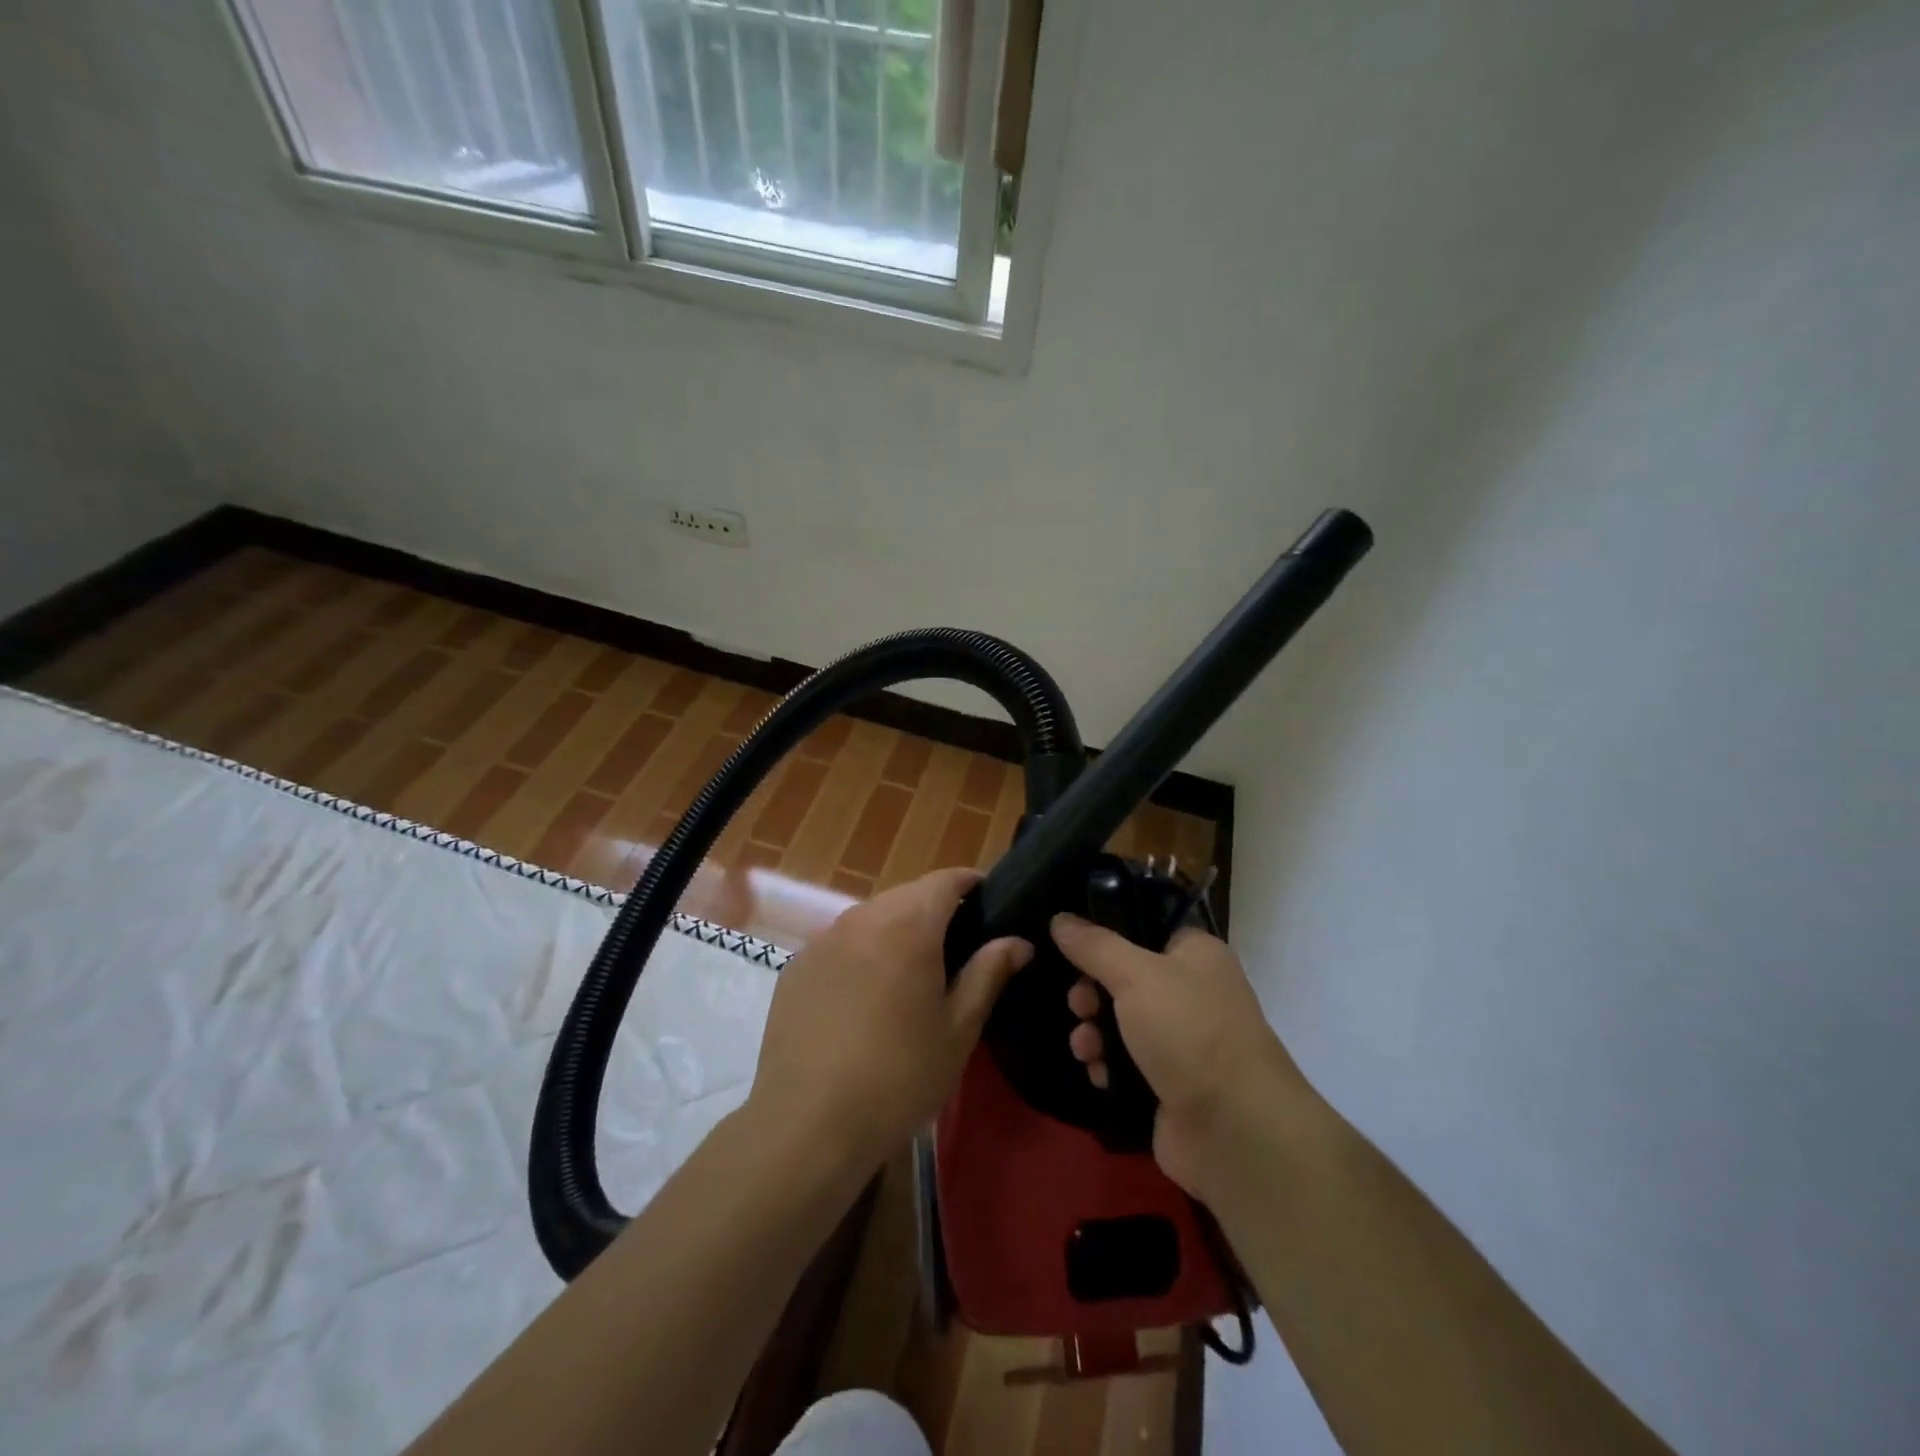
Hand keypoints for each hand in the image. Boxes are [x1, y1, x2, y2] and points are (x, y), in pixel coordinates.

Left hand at [749, 868, 1031, 1174]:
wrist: (807, 1122)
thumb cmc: (899, 1075)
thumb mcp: (958, 1028)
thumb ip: (989, 973)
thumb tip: (1018, 941)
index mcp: (908, 925)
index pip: (945, 880)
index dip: (970, 883)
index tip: (988, 899)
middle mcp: (862, 917)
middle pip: (907, 895)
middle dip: (934, 909)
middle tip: (957, 946)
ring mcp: (822, 939)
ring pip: (871, 917)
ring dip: (896, 930)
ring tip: (912, 972)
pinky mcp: (796, 966)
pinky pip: (839, 943)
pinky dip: (860, 954)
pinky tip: (864, 997)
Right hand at [1051, 915, 1310, 1198]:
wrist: (1233, 1130)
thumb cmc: (1189, 1031)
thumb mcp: (1135, 975)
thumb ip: (1094, 946)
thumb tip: (1060, 919)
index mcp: (1196, 954)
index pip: (1145, 929)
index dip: (1107, 936)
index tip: (1072, 946)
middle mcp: (1192, 992)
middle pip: (1124, 979)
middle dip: (1092, 992)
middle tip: (1079, 1005)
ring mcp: (1181, 1041)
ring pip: (1120, 1023)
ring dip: (1094, 1032)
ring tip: (1085, 1047)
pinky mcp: (1168, 1083)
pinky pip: (1124, 1063)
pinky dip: (1107, 1065)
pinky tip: (1098, 1073)